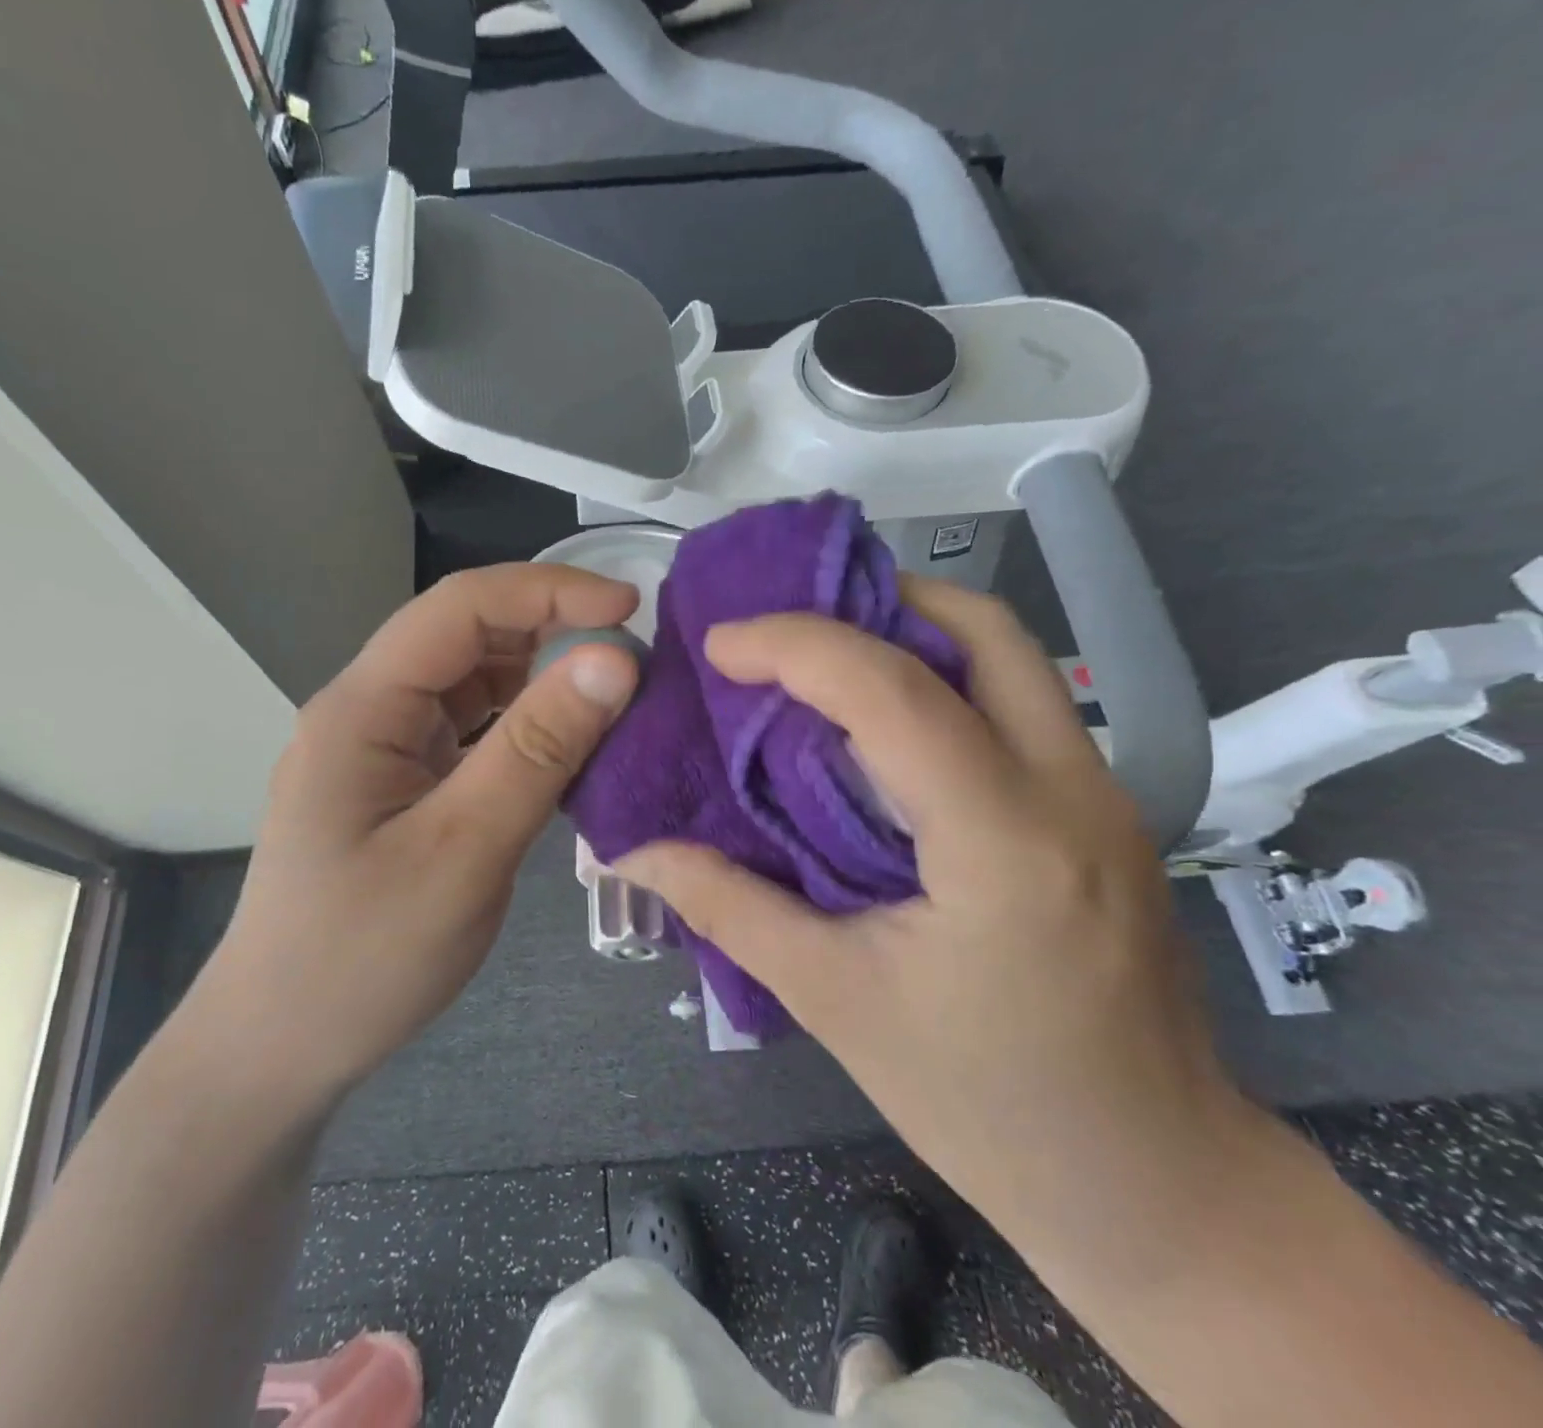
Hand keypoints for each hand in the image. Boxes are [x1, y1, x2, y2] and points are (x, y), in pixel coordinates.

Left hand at [209, 564, 639, 1105]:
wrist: (283, 1044)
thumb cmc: (364, 957)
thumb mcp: (464, 851)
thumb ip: (537, 750)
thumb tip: (612, 660)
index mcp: (362, 708)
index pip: (459, 608)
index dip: (548, 591)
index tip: (629, 608)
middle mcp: (366, 711)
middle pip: (463, 638)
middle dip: (549, 632)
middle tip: (631, 661)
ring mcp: (380, 749)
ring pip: (469, 684)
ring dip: (538, 680)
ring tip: (610, 700)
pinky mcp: (398, 784)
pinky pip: (468, 731)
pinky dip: (521, 728)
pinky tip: (564, 748)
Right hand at [618, 577, 1255, 1265]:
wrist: (1158, 1190)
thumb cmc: (986, 1106)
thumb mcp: (834, 1002)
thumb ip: (728, 906)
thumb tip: (633, 850)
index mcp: (1004, 842)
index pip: (893, 692)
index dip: (794, 646)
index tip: (720, 644)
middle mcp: (1072, 792)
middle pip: (983, 631)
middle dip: (873, 601)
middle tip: (783, 628)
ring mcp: (1105, 798)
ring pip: (1010, 660)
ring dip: (910, 637)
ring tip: (819, 663)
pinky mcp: (1104, 816)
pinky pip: (1016, 708)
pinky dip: (940, 685)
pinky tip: (876, 732)